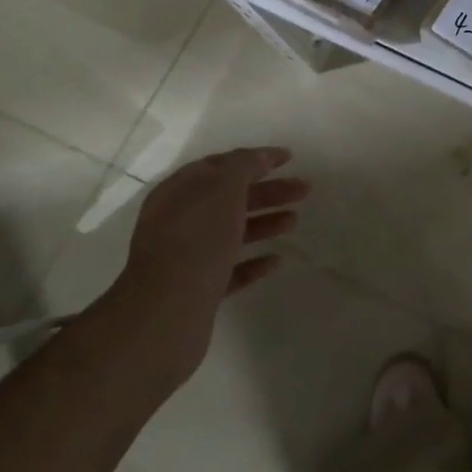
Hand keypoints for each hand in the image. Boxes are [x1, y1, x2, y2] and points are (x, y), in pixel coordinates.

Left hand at [100, 147, 307, 382]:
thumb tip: (258, 158)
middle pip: (230, 198)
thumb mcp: (223, 187)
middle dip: (268, 191)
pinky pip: (231, 270)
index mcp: (179, 192)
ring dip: (265, 223)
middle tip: (304, 189)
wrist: (167, 313)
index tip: (289, 158)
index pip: (220, 165)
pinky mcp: (197, 291)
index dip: (255, 158)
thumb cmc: (197, 239)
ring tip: (294, 222)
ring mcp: (186, 258)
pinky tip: (276, 261)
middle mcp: (179, 221)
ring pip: (232, 233)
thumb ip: (243, 165)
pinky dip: (254, 262)